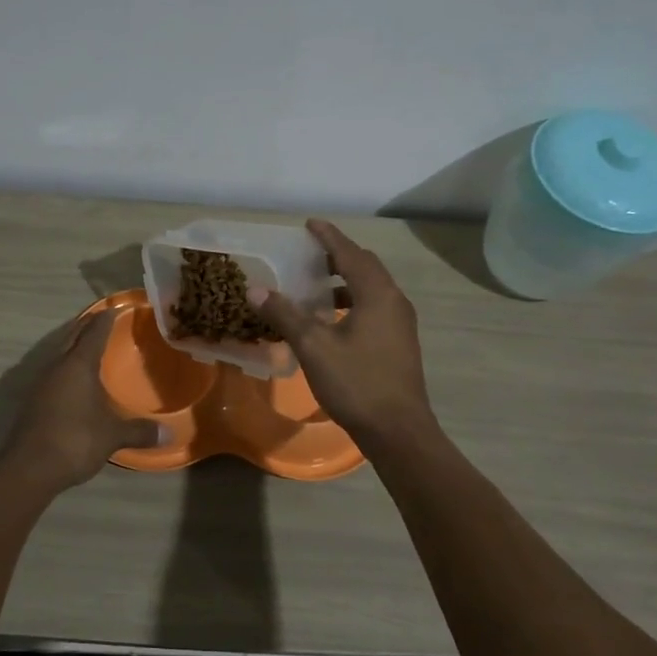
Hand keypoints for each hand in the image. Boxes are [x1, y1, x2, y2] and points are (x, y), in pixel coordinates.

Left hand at [0, 309, 162, 491]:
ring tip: (90, 346)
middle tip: (103, 320)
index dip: (105, 319)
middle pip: (72, 337)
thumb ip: (139, 431)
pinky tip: (74, 380)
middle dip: (87, 326)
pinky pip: (53, 373)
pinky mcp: (33, 400)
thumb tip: (169, 433)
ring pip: (60, 354)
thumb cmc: (75, 440)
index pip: (94, 333)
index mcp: (78, 365)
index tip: (115, 308)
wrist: (29, 467)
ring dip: (73, 346)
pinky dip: (66, 367)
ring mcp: (41, 383)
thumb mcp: (112, 435)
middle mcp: (57, 366)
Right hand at [255, 219, 435, 445]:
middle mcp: (394, 301)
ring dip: (345, 280)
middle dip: (338, 255)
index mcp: (377, 294)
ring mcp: (401, 324)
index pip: (350, 253)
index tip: (309, 224)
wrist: (398, 431)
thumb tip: (255, 290)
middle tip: (310, 253)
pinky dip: (352, 301)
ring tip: (316, 285)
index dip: (328, 237)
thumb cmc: (356, 382)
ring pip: (371, 288)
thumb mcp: (313, 346)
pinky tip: (332, 319)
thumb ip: (284, 314)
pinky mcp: (399, 343)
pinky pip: (374, 307)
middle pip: (365, 266)